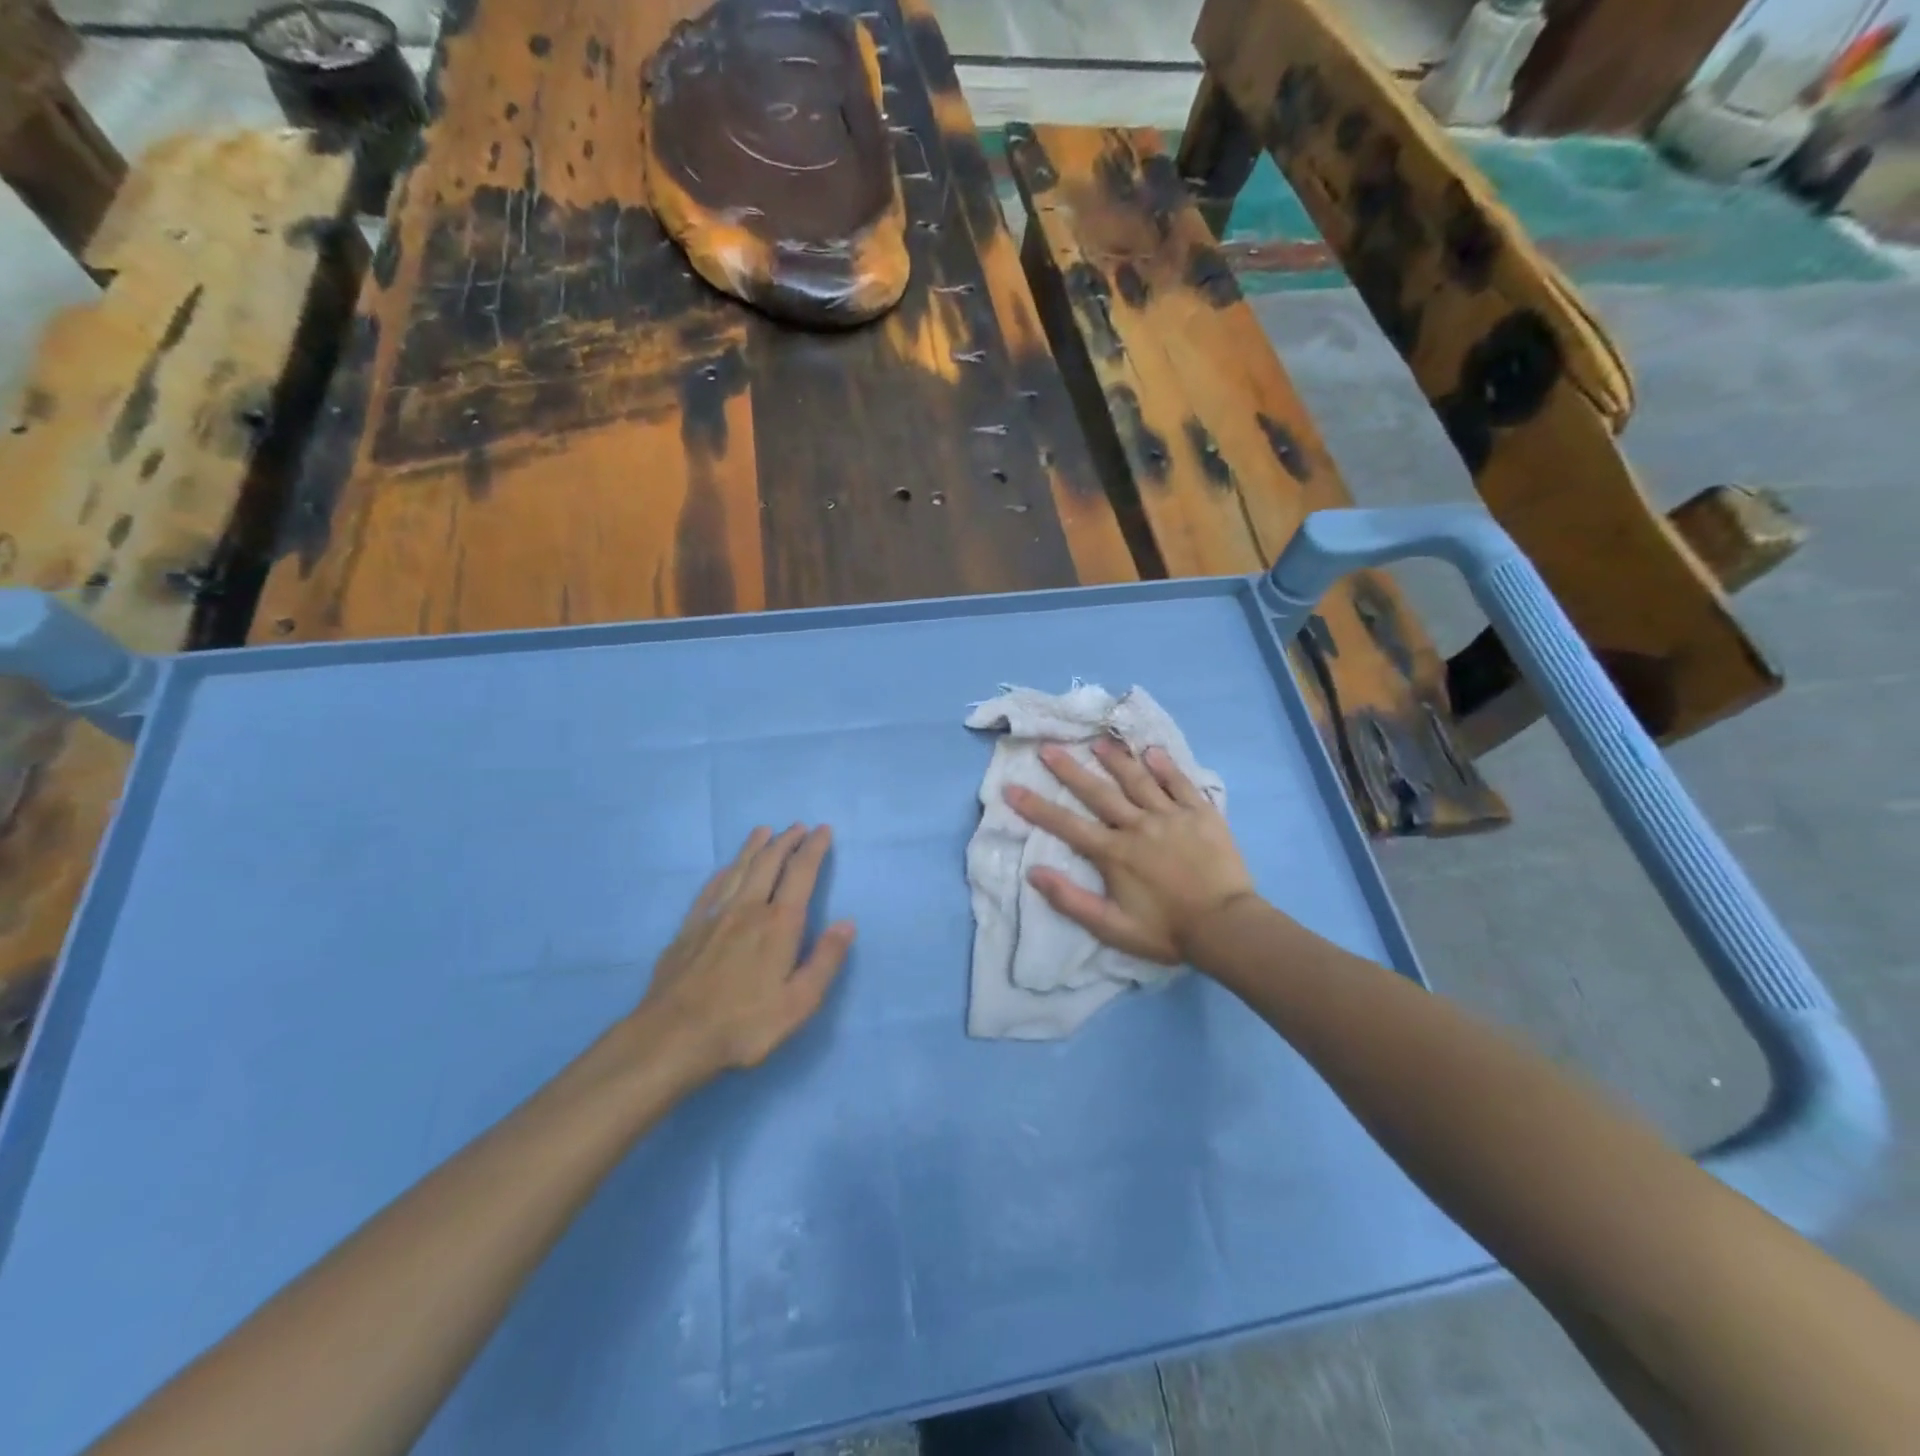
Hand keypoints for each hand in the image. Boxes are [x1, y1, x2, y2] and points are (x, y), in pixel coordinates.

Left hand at [638, 825, 854, 1077]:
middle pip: (768, 864)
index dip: (814, 849)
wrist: (672, 1037)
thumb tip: (847, 923)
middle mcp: (748, 909)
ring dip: (755, 847)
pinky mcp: (689, 929)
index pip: (800, 874)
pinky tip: (726, 868)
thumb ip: (825, 960)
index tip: (823, 830)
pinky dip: (724, 871)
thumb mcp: (799, 1002)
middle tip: (798, 826)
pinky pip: (710, 888)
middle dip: (786, 841)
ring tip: (764, 831)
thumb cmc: (744, 1025)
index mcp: (779, 924)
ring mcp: (714, 916)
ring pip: (738, 869)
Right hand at [1006, 739, 1256, 963]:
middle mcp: (1138, 825)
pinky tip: (1153, 751)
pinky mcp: (1202, 813)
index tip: (1011, 788)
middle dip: (1069, 769)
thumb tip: (1034, 872)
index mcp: (1114, 852)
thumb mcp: (1112, 926)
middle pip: (1098, 792)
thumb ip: (1071, 900)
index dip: (1036, 806)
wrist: (1226, 927)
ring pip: (1138, 779)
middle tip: (1048, 747)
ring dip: (1115, 759)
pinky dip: (1166, 766)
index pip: (1067, 825)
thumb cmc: (1166, 930)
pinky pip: (1180, 783)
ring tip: (1097, 742)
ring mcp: (1171, 815)